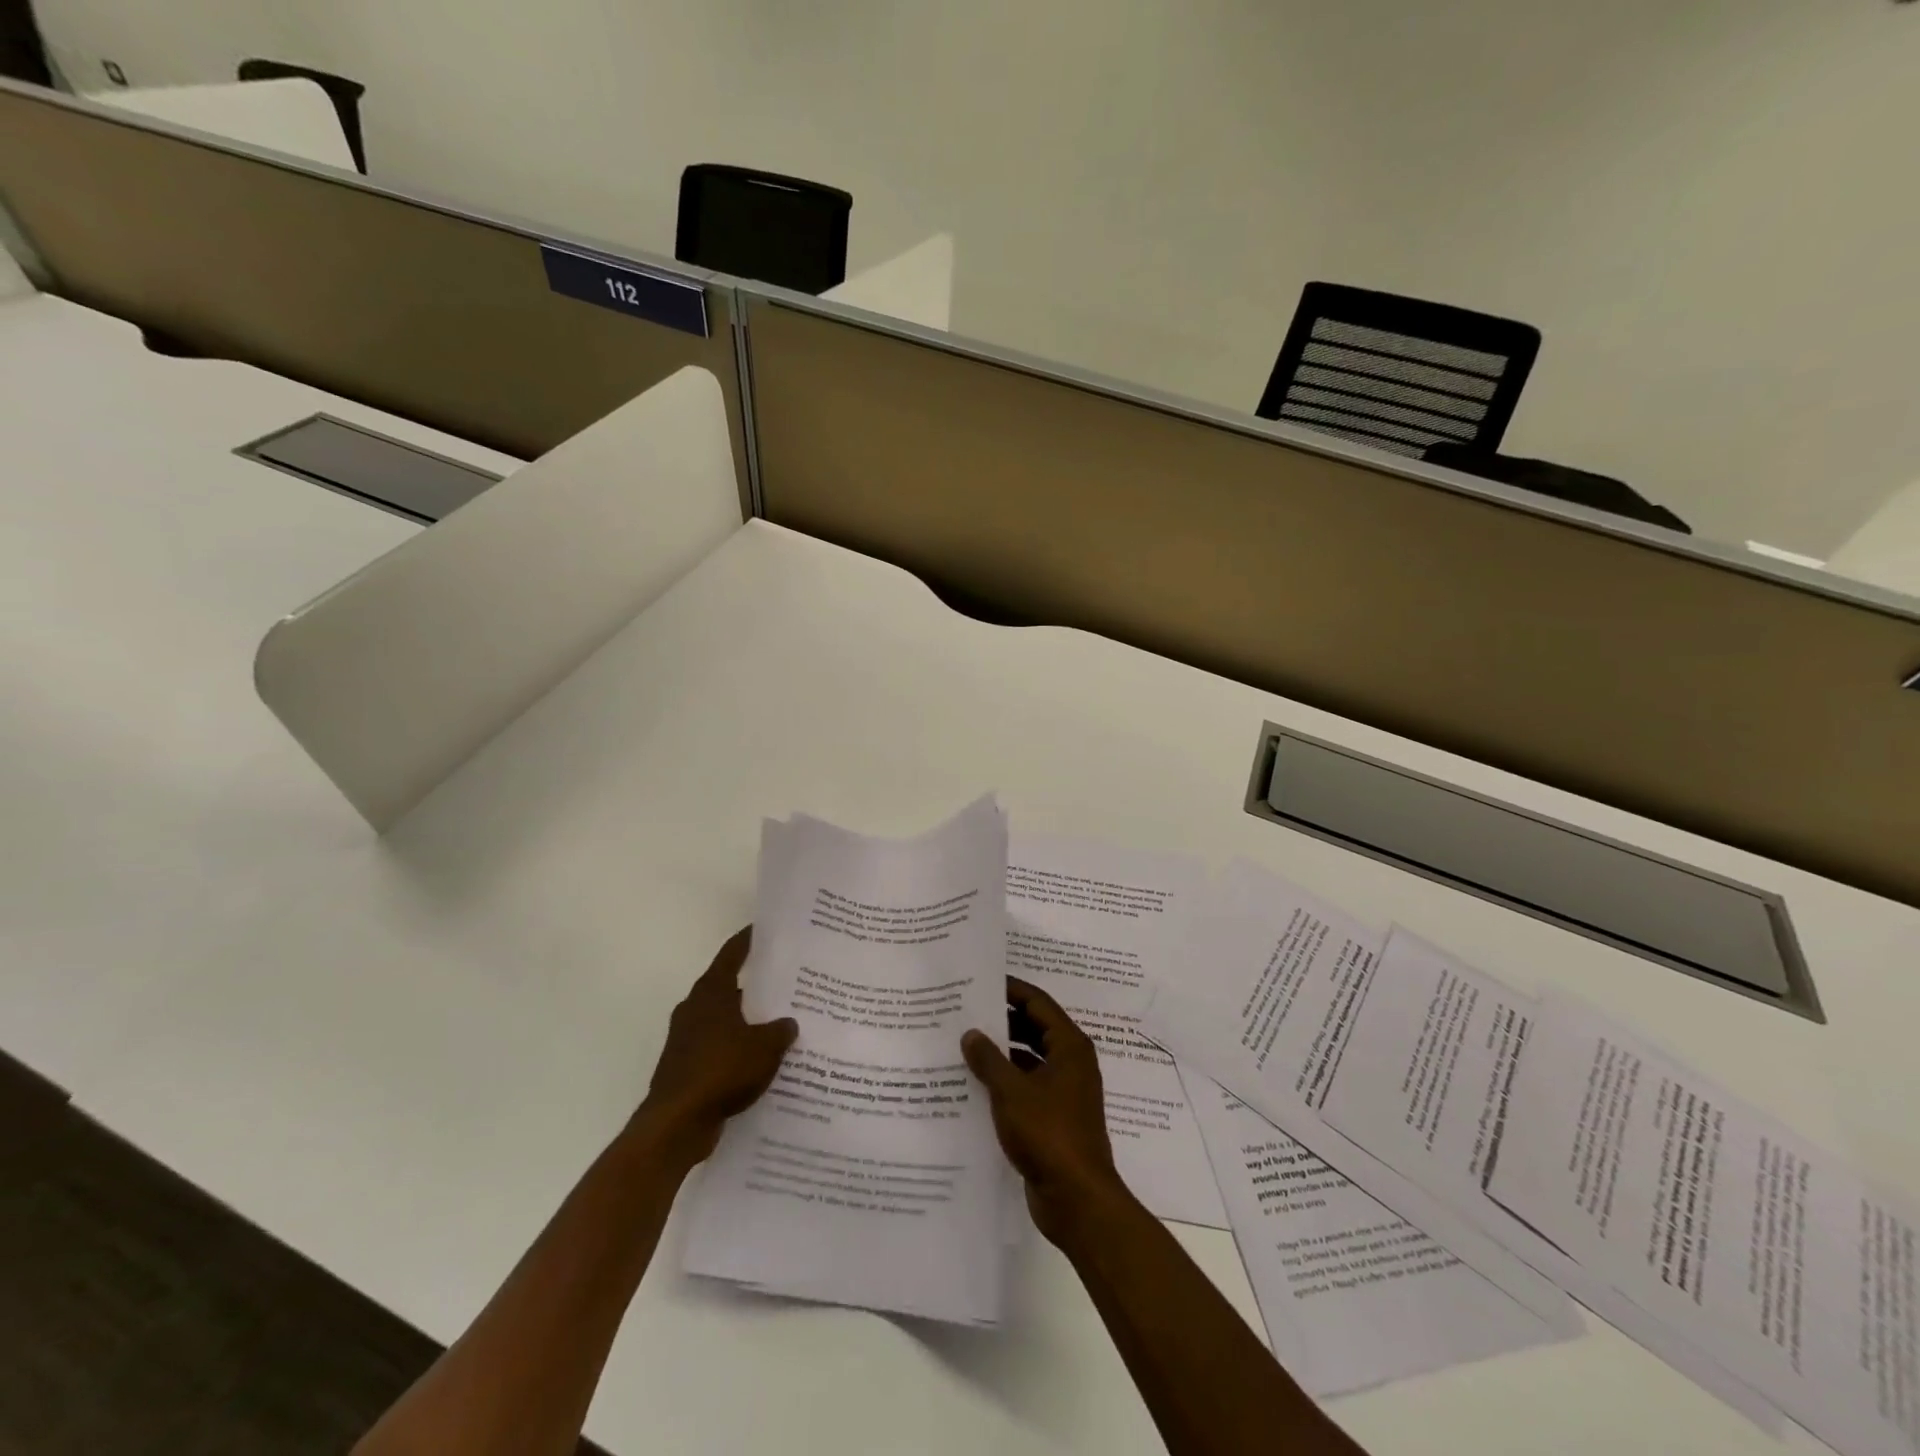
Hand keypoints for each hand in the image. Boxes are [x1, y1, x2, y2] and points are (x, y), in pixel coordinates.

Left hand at [639, 927, 796, 1162]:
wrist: (676, 1124)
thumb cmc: (722, 1071)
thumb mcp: (766, 1047)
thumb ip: (780, 1030)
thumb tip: (788, 1023)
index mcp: (711, 992)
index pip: (732, 955)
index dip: (748, 940)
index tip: (764, 929)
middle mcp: (695, 1009)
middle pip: (728, 987)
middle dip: (754, 987)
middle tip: (786, 984)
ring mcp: (686, 1039)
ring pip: (724, 1021)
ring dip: (746, 1022)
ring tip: (778, 1026)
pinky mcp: (685, 1068)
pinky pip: (718, 1049)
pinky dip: (736, 1051)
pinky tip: (760, 1062)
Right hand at [961, 977, 1128, 1244]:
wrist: (1077, 1200)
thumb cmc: (1049, 1134)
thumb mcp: (1012, 1092)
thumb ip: (989, 1059)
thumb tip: (971, 1033)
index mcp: (1069, 1047)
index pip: (1038, 1002)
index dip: (1011, 989)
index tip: (980, 982)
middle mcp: (1070, 1063)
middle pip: (1034, 1028)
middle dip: (1002, 1020)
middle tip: (964, 1012)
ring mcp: (1063, 1092)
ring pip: (1028, 1059)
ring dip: (1001, 1053)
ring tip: (962, 1044)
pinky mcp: (1053, 1118)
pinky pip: (1026, 1086)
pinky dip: (1004, 1081)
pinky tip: (973, 1084)